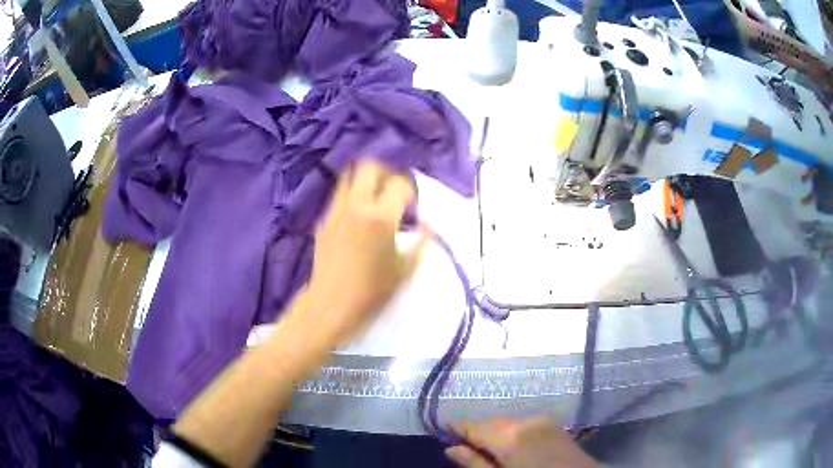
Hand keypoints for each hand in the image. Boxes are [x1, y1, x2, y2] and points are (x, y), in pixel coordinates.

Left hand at [296, 159, 427, 345]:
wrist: (331, 304)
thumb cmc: (373, 291)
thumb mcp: (405, 270)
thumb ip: (421, 243)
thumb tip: (428, 226)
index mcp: (381, 217)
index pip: (399, 184)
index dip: (409, 191)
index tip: (412, 205)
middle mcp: (357, 206)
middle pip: (369, 167)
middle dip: (385, 174)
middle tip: (392, 192)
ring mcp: (336, 211)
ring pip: (349, 177)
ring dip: (364, 181)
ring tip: (373, 199)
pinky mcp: (324, 220)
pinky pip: (339, 196)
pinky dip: (351, 197)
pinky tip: (357, 218)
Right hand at [446, 418, 598, 467]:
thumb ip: (475, 464)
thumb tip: (451, 449)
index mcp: (511, 436)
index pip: (475, 426)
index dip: (457, 427)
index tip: (443, 429)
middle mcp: (527, 421)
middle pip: (493, 424)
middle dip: (478, 433)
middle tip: (465, 446)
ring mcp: (545, 422)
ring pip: (509, 424)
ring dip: (497, 434)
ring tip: (489, 451)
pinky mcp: (556, 426)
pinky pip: (526, 425)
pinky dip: (514, 434)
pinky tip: (513, 448)